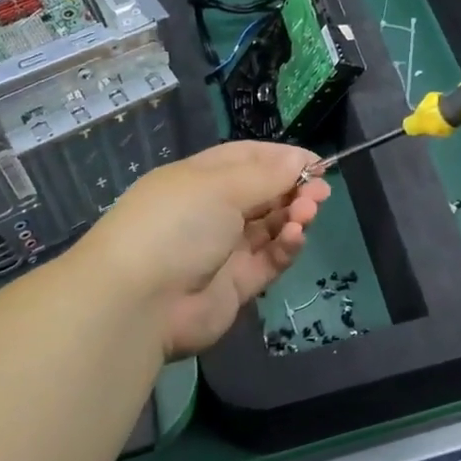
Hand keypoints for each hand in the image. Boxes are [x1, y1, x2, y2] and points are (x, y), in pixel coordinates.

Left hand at [74, 140, 331, 358]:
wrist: (139, 302)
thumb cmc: (176, 224)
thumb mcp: (221, 186)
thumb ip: (266, 175)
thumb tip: (299, 160)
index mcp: (200, 178)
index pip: (248, 159)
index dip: (282, 158)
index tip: (316, 162)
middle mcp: (212, 211)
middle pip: (263, 193)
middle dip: (294, 189)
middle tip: (321, 192)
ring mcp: (224, 249)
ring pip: (270, 227)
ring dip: (293, 216)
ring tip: (308, 213)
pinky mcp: (236, 285)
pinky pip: (269, 260)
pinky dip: (285, 247)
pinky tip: (295, 237)